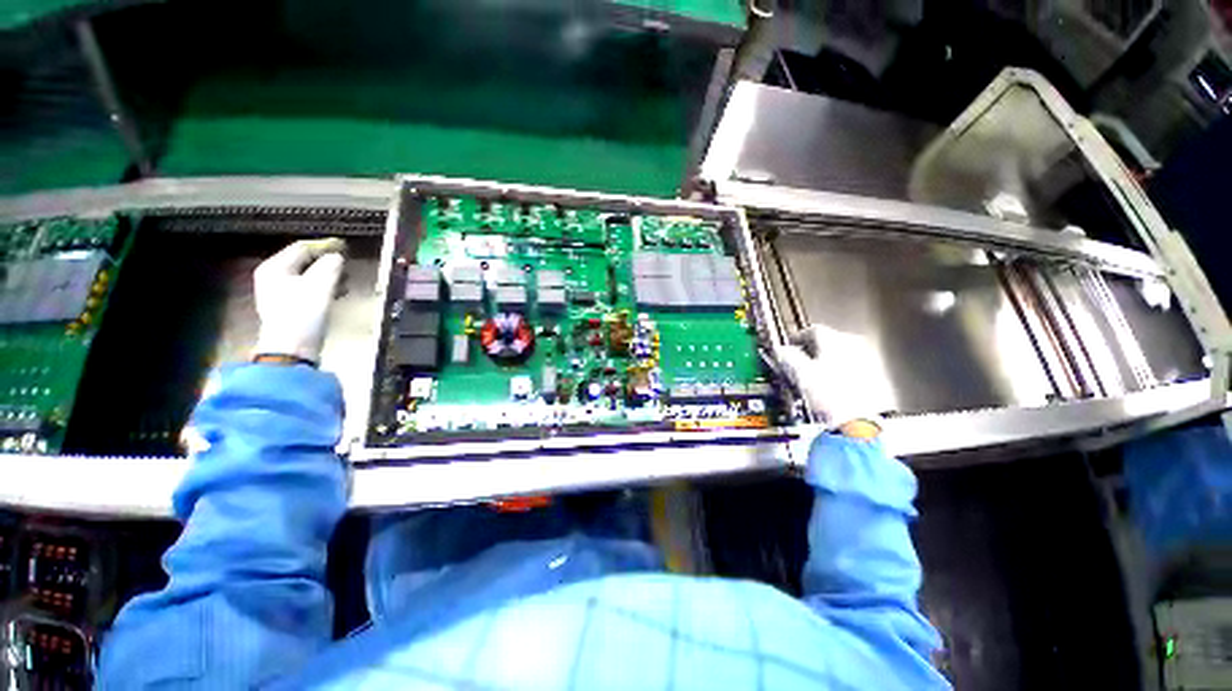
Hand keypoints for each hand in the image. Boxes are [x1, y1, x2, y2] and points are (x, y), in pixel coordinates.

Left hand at [253, 238, 345, 363]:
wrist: (292, 348)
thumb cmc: (303, 314)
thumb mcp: (320, 286)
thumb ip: (330, 266)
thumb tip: (337, 256)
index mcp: (275, 267)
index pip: (302, 248)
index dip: (324, 246)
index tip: (346, 249)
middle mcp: (274, 277)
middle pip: (305, 262)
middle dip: (328, 264)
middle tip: (348, 268)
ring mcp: (281, 293)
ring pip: (309, 276)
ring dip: (329, 277)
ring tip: (346, 283)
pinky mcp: (291, 307)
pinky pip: (310, 290)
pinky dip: (325, 289)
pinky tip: (337, 295)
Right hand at [773, 325, 884, 432]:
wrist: (865, 424)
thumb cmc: (832, 397)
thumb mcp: (801, 375)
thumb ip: (788, 357)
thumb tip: (781, 351)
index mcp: (835, 339)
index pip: (812, 330)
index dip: (796, 339)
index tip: (788, 348)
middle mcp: (855, 345)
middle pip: (828, 341)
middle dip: (811, 351)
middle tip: (799, 364)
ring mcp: (868, 361)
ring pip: (841, 355)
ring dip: (826, 363)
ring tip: (814, 379)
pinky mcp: (877, 378)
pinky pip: (852, 369)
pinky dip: (840, 374)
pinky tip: (832, 388)